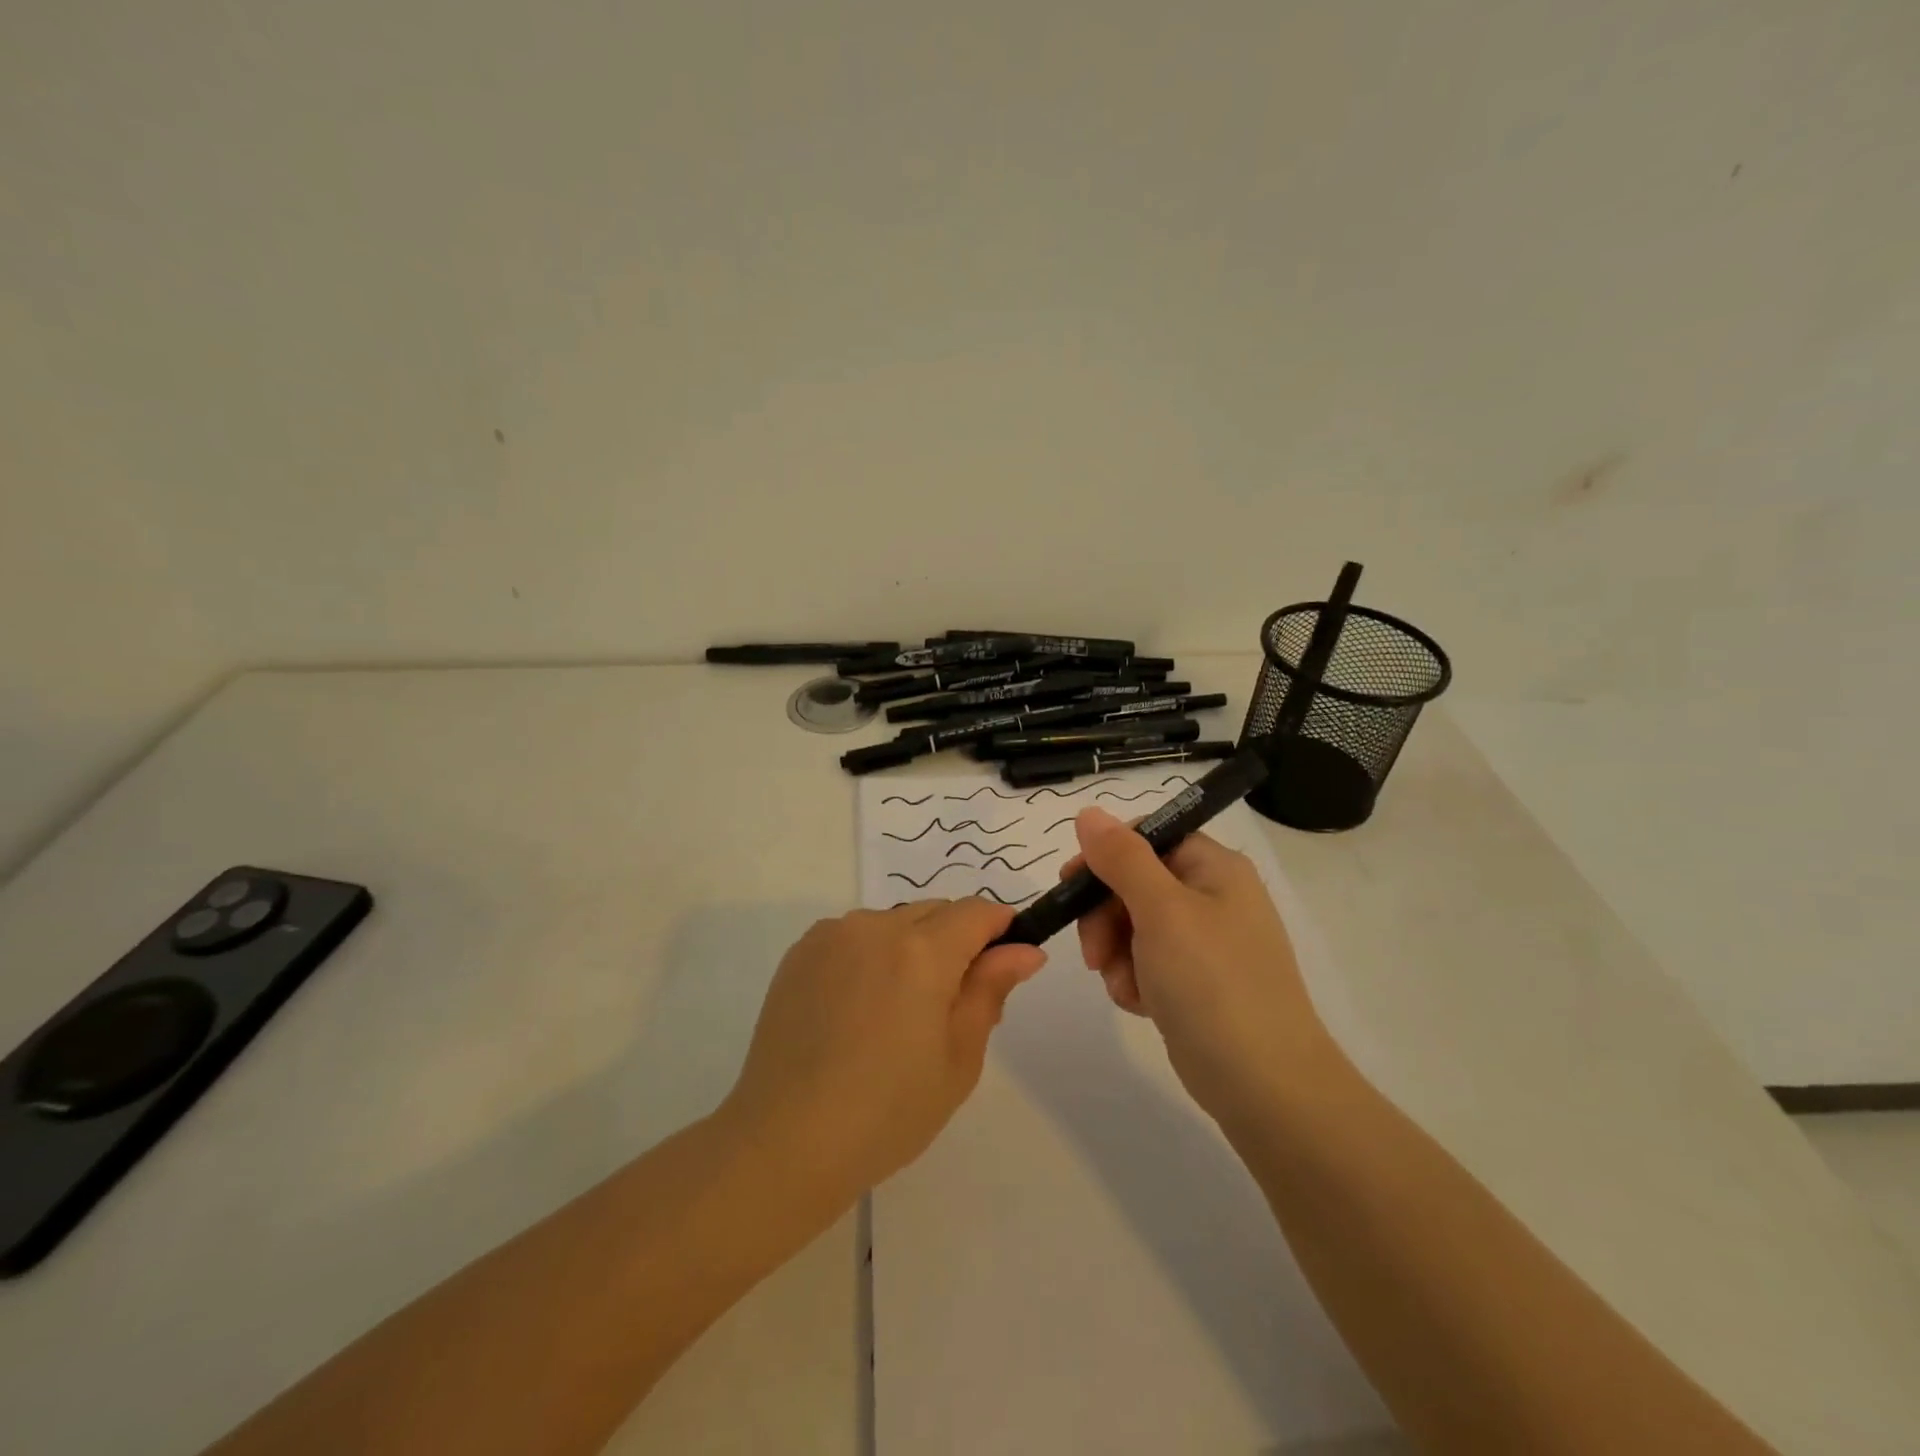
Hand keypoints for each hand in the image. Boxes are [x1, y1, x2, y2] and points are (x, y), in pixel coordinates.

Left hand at [721, 900, 1046, 1198]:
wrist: (785, 1141)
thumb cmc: (888, 1111)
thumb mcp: (958, 1057)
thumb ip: (991, 990)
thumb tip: (1025, 950)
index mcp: (922, 951)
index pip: (977, 912)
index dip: (1000, 930)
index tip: (1004, 964)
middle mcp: (875, 926)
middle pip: (935, 912)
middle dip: (955, 942)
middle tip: (948, 1006)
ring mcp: (831, 935)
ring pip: (893, 923)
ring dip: (910, 948)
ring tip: (895, 1013)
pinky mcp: (800, 952)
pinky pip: (854, 937)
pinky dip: (870, 956)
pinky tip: (856, 1010)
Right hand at [1068, 806, 1326, 1125]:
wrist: (1264, 1085)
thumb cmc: (1212, 983)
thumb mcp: (1161, 911)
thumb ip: (1121, 858)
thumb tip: (1088, 813)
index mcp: (1213, 867)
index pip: (1146, 836)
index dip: (1105, 856)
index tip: (1071, 884)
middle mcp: (1211, 897)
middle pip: (1133, 882)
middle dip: (1105, 916)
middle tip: (1095, 952)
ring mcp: (1204, 942)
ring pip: (1132, 926)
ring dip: (1115, 954)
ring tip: (1124, 986)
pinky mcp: (1195, 982)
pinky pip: (1145, 963)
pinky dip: (1133, 980)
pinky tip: (1141, 1005)